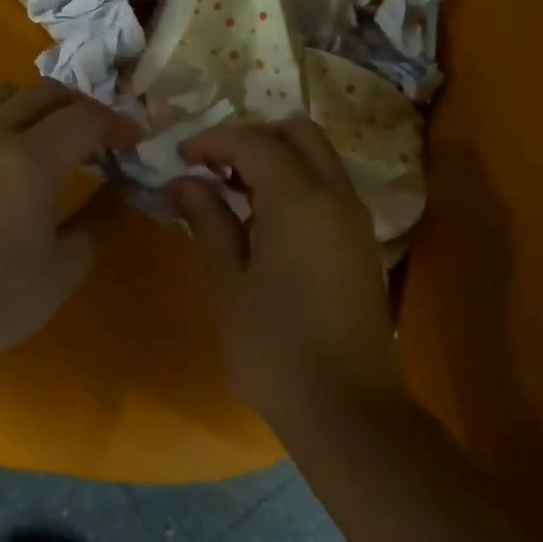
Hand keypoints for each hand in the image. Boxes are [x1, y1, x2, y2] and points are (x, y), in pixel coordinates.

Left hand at [0, 80, 139, 367]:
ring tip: (56, 139)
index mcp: (29, 160)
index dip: (117, 124)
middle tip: (101, 139)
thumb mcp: (64, 266)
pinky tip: (14, 160)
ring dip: (40, 106)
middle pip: (45, 93)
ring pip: (6, 97)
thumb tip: (118, 189)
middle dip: (82, 107)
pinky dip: (8, 122)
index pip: (84, 117)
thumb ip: (98, 218)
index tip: (134, 143)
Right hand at [169, 120, 397, 421]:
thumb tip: (185, 182)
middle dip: (251, 137)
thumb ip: (207, 221)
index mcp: (299, 198)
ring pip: (318, 157)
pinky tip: (262, 218)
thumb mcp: (227, 281)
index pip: (253, 142)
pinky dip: (295, 181)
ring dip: (275, 157)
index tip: (180, 157)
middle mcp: (335, 195)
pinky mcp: (361, 243)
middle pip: (297, 133)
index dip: (213, 141)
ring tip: (230, 190)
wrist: (347, 408)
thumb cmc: (274, 346)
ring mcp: (355, 219)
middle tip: (212, 165)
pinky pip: (328, 187)